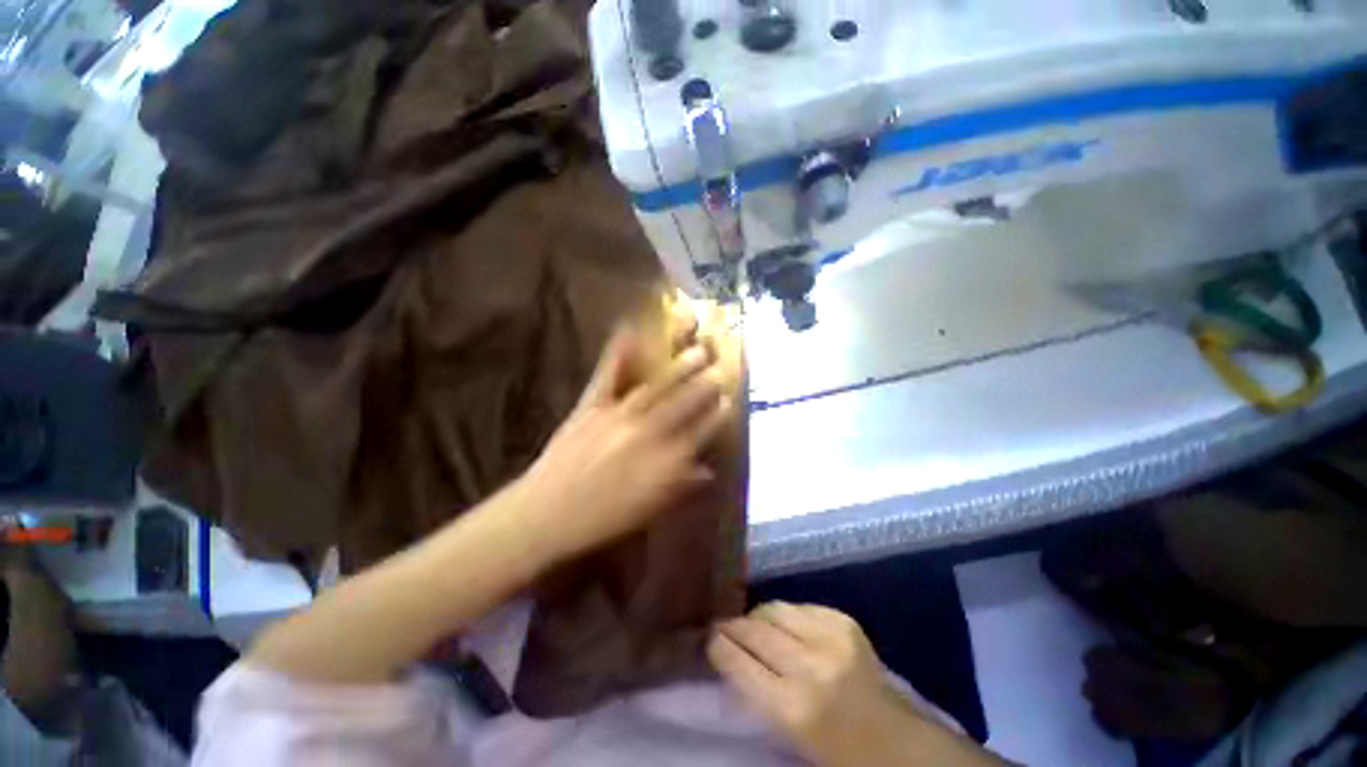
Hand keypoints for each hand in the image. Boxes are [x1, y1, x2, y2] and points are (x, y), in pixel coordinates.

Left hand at [518, 320, 731, 560]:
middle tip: (721, 367)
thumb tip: (708, 472)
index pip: (702, 433)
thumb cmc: (603, 518)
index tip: (730, 401)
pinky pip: (607, 376)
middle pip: (684, 404)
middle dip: (706, 384)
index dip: (719, 416)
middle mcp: (648, 434)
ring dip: (680, 368)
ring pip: (657, 388)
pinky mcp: (591, 406)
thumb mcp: (650, 509)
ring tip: (699, 349)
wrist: (547, 514)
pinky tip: (630, 330)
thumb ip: (682, 486)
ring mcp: (619, 415)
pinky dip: (618, 352)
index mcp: (665, 462)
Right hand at [710, 603, 961, 766]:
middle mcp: (810, 666)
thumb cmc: (840, 752)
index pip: (740, 664)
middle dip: (732, 626)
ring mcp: (830, 638)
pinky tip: (783, 625)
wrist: (899, 742)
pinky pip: (800, 606)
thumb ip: (759, 695)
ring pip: (775, 609)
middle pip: (755, 631)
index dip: (719, 646)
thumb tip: (731, 658)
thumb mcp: (791, 736)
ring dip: (757, 616)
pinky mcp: (844, 622)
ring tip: (751, 623)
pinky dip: (785, 614)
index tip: (706, 638)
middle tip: (721, 625)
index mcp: (794, 708)